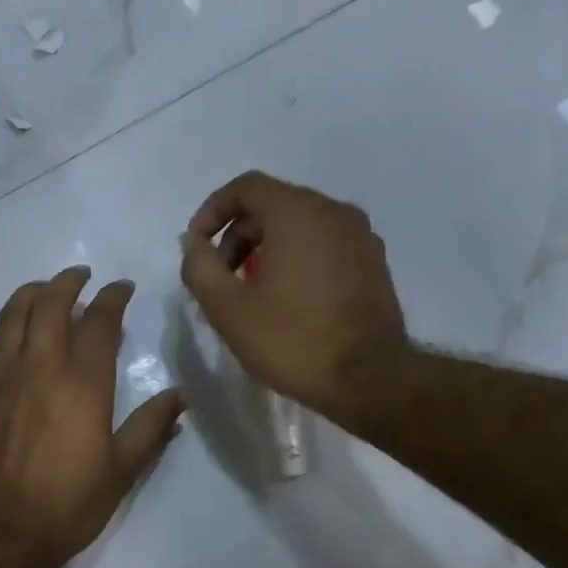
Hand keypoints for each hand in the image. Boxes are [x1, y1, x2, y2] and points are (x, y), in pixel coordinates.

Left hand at [0, 268, 185, 567]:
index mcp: (82, 381)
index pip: (100, 320)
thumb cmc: (68, 504)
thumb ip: (151, 427)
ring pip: (10, 315)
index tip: (122, 288)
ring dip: (29, 295)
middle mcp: (39, 365)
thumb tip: (179, 396)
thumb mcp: (122, 470)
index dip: (113, 298)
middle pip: (51, 303)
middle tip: (81, 277)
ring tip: (42, 292)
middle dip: (68, 282)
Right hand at [178, 171, 410, 432]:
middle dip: (237, 235)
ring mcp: (360, 236)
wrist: (369, 380)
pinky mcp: (373, 263)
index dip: (212, 211)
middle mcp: (334, 212)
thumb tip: (193, 243)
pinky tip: (287, 298)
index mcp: (298, 212)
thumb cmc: (292, 340)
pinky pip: (324, 245)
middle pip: (273, 205)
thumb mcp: (228, 308)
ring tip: (250, 291)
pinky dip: (297, 258)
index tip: (196, 246)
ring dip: (266, 248)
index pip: (246, 187)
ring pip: (300, 225)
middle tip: (220, 277)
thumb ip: (200, 267)